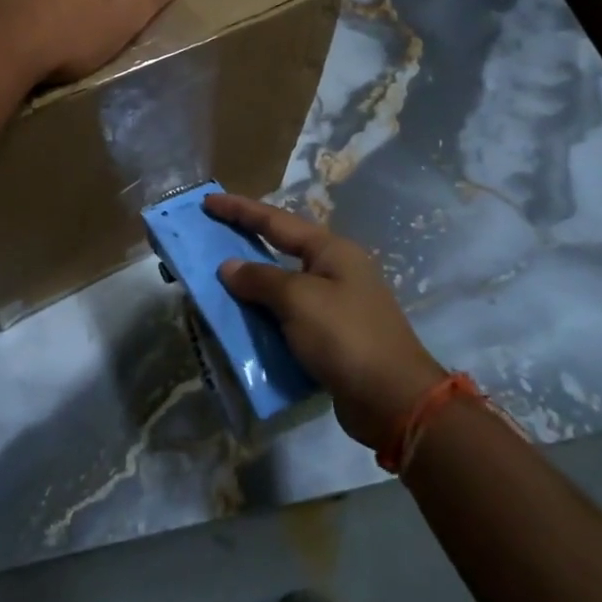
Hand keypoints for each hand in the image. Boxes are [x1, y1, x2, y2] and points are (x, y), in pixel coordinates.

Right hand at [206, 194, 446, 449]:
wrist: (392, 400)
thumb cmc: (346, 337)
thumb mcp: (298, 300)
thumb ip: (260, 279)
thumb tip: (229, 267)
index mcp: (332, 251)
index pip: (276, 221)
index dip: (240, 209)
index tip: (208, 200)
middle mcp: (335, 271)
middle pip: (280, 249)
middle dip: (245, 243)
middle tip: (209, 237)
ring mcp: (335, 305)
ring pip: (283, 287)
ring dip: (252, 286)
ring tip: (216, 283)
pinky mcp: (331, 337)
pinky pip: (288, 318)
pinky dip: (264, 317)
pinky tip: (242, 323)